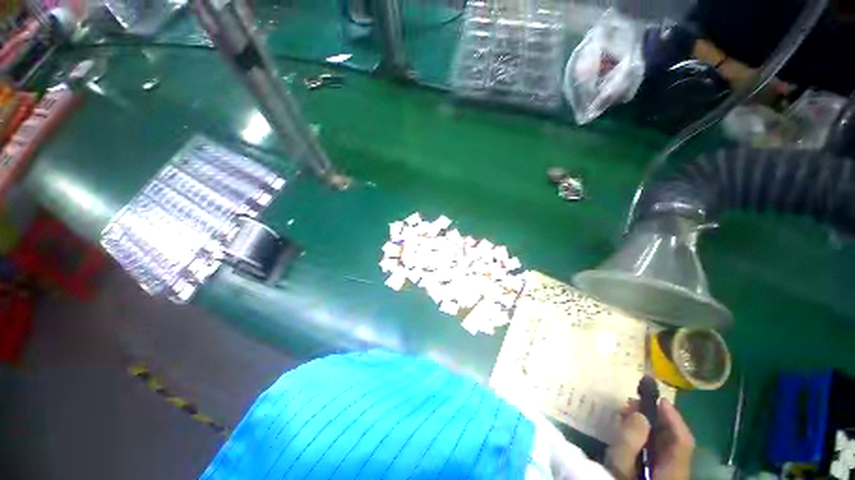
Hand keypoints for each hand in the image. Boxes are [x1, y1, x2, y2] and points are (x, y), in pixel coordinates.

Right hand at [605, 399, 694, 479]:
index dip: (672, 416)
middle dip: (655, 418)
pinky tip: (629, 431)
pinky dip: (644, 437)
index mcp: (673, 470)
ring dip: (648, 426)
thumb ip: (630, 440)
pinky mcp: (657, 475)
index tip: (656, 396)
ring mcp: (667, 474)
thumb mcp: (620, 466)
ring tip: (627, 412)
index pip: (682, 440)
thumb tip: (639, 412)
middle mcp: (676, 471)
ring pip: (664, 446)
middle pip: (673, 441)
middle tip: (632, 401)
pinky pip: (655, 452)